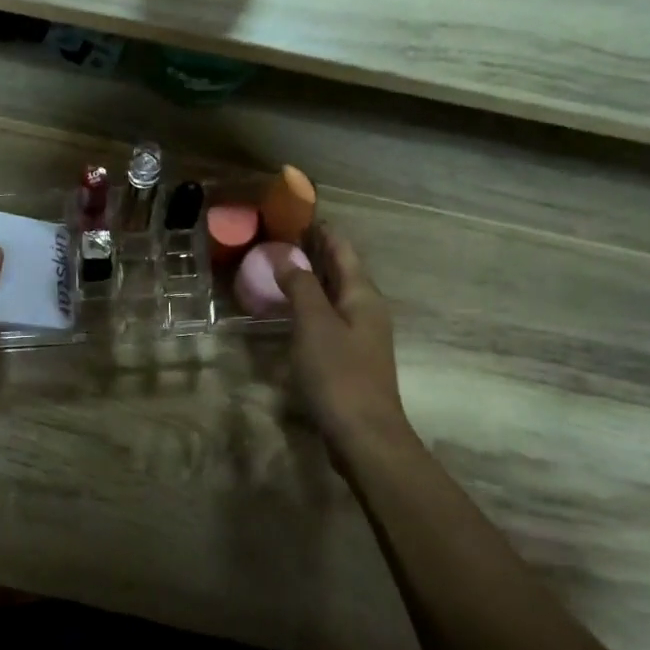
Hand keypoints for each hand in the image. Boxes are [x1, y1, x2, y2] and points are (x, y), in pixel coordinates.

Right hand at [276, 224, 410, 450]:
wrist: (364, 434)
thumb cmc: (339, 374)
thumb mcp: (315, 324)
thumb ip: (300, 288)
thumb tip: (285, 257)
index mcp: (363, 296)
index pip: (343, 251)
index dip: (323, 232)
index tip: (300, 215)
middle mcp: (366, 310)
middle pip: (342, 272)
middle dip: (317, 252)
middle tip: (284, 237)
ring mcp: (360, 336)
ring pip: (335, 296)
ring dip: (313, 279)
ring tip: (283, 268)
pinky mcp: (349, 359)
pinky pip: (329, 319)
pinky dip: (311, 306)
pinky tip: (292, 312)